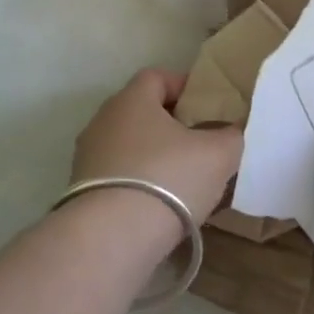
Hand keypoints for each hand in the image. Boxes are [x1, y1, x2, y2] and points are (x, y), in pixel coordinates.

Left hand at [69, 69, 243, 247]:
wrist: (111, 237)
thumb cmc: (168, 178)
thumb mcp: (217, 155)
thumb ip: (230, 136)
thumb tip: (231, 132)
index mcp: (131, 99)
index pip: (156, 77)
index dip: (183, 86)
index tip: (206, 106)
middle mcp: (103, 120)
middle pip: (141, 111)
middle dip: (170, 124)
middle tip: (200, 142)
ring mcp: (88, 156)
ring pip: (128, 145)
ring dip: (153, 156)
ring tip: (183, 179)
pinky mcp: (82, 190)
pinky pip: (118, 175)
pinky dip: (138, 182)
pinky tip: (159, 205)